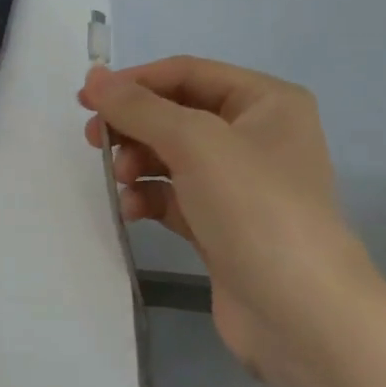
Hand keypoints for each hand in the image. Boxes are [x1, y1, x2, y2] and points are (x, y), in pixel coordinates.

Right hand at [79, 57, 381, 371]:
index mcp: (266, 102)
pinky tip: (131, 210)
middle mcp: (257, 136)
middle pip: (177, 114)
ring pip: (172, 157)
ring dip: (138, 163)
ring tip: (120, 180)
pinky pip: (175, 197)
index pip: (187, 73)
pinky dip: (149, 198)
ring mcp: (241, 185)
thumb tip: (95, 77)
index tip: (86, 99)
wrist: (299, 313)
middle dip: (134, 126)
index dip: (134, 82)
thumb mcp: (194, 142)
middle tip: (94, 140)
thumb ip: (139, 107)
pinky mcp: (223, 225)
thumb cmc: (254, 207)